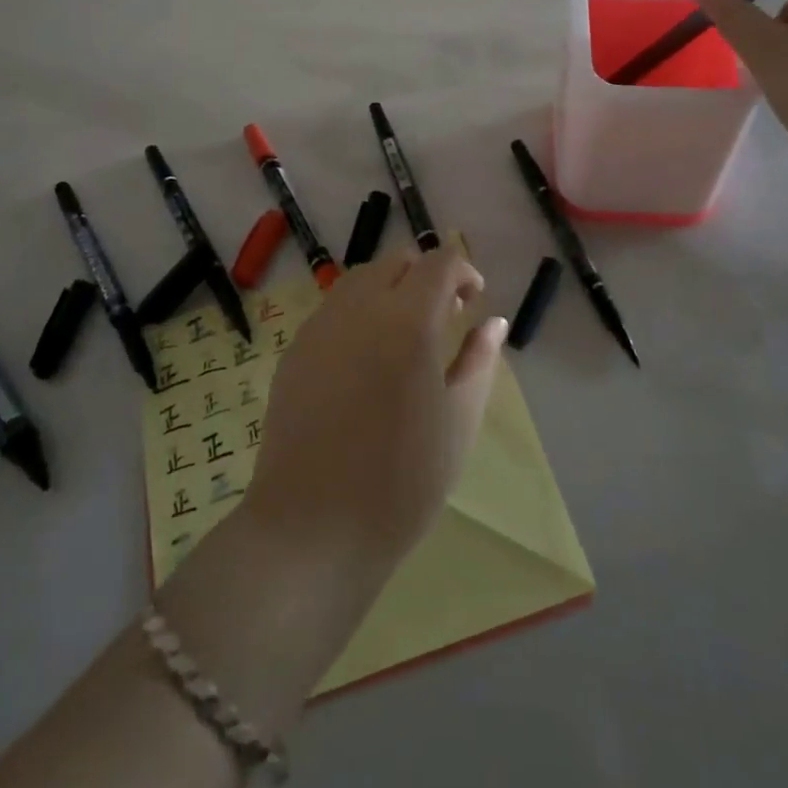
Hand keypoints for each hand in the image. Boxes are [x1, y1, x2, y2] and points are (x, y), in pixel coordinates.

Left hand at [241, 247, 509, 581]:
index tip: (473, 302)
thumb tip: (493, 322)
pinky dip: (359, 311)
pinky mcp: (295, 348)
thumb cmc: (402, 481)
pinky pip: (333, 307)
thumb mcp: (458, 421)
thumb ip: (478, 360)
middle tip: (444, 316)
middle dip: (426, 276)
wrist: (313, 526)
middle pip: (397, 261)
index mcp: (408, 321)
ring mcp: (320, 325)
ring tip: (405, 335)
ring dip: (391, 289)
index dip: (463, 271)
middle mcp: (360, 308)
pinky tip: (366, 358)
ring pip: (361, 279)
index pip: (439, 262)